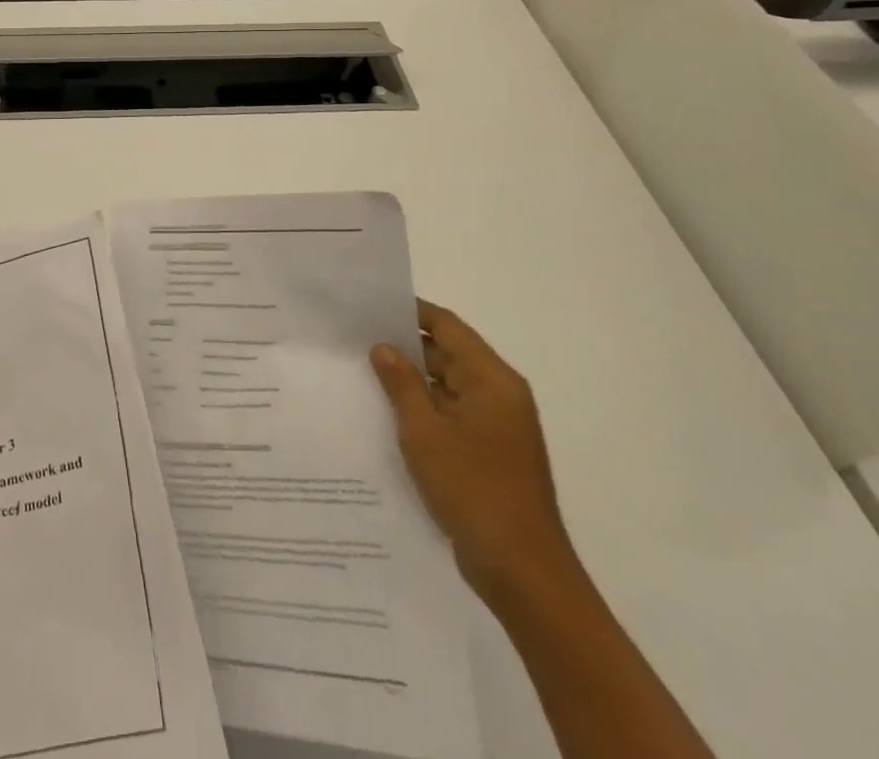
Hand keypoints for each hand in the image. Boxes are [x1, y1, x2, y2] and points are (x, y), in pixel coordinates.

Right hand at [371, 301, 574, 603]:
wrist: (523, 572)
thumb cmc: (473, 490)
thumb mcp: (424, 431)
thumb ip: (402, 383)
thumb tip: (384, 347)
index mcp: (491, 379)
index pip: (447, 326)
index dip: (409, 311)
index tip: (370, 305)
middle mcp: (500, 394)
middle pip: (449, 353)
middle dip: (405, 345)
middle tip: (356, 338)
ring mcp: (498, 426)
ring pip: (448, 385)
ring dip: (413, 380)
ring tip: (363, 372)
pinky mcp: (491, 452)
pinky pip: (453, 414)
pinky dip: (425, 408)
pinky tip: (388, 414)